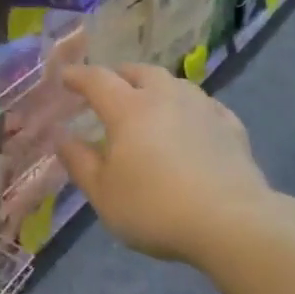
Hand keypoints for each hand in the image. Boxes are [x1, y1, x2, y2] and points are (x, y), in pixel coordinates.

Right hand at [57, 64, 271, 264]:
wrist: (231, 222)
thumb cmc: (155, 208)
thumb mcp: (103, 194)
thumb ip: (79, 162)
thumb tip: (62, 137)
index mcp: (128, 109)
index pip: (97, 80)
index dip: (78, 76)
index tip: (65, 77)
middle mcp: (165, 97)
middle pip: (140, 72)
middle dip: (120, 75)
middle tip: (109, 89)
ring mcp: (202, 108)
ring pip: (175, 84)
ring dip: (156, 87)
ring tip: (150, 104)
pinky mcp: (231, 126)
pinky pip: (204, 105)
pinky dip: (189, 108)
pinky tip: (191, 123)